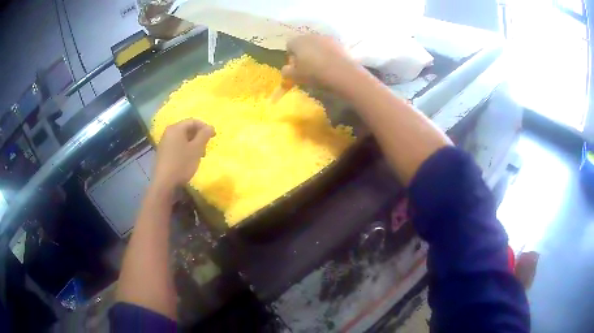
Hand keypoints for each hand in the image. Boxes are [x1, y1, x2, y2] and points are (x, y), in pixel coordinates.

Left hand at [153, 119, 214, 191]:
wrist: (164, 183)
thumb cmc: (182, 163)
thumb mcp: (196, 149)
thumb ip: (204, 135)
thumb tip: (210, 127)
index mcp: (176, 128)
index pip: (193, 121)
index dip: (205, 127)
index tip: (214, 136)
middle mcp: (168, 133)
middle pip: (187, 129)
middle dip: (199, 136)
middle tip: (206, 147)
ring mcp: (164, 143)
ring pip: (182, 139)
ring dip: (193, 144)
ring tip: (199, 155)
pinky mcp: (163, 153)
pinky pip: (177, 146)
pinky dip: (186, 149)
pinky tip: (189, 160)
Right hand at [281, 34, 359, 89]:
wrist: (341, 73)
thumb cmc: (313, 73)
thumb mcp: (294, 76)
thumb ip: (286, 71)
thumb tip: (286, 68)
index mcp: (297, 41)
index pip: (289, 45)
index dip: (291, 56)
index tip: (295, 67)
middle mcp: (311, 35)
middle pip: (304, 43)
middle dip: (303, 53)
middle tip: (306, 67)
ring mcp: (326, 38)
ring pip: (317, 45)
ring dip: (317, 53)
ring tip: (320, 66)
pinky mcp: (339, 43)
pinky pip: (329, 48)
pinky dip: (328, 55)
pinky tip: (331, 65)